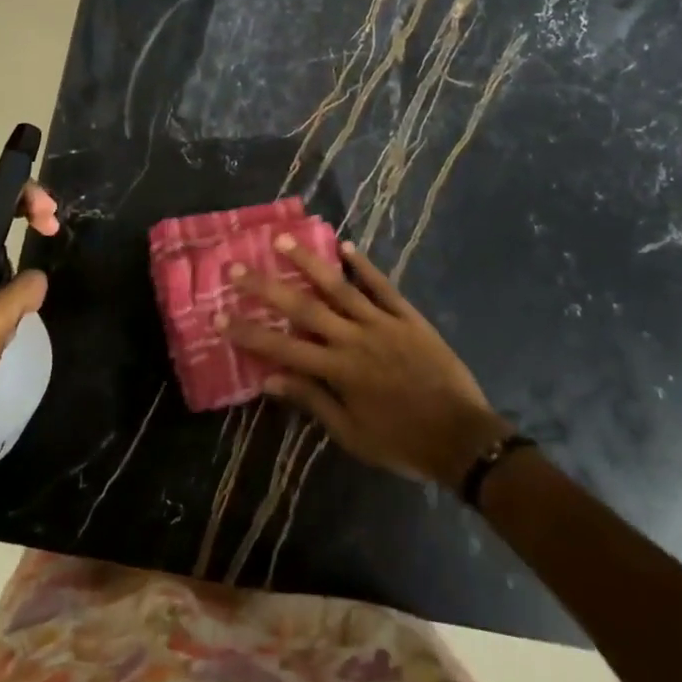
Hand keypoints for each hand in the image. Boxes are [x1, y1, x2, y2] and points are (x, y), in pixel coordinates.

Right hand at [225, 237, 508, 485]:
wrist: (463, 439)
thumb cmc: (402, 442)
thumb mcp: (351, 434)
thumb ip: (312, 400)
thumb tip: (270, 380)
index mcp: (338, 371)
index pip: (282, 347)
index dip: (248, 332)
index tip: (218, 316)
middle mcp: (354, 339)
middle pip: (303, 306)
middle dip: (266, 287)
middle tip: (237, 267)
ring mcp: (383, 323)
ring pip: (339, 286)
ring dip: (309, 261)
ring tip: (282, 239)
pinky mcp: (408, 317)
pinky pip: (383, 286)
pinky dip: (364, 266)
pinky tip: (346, 246)